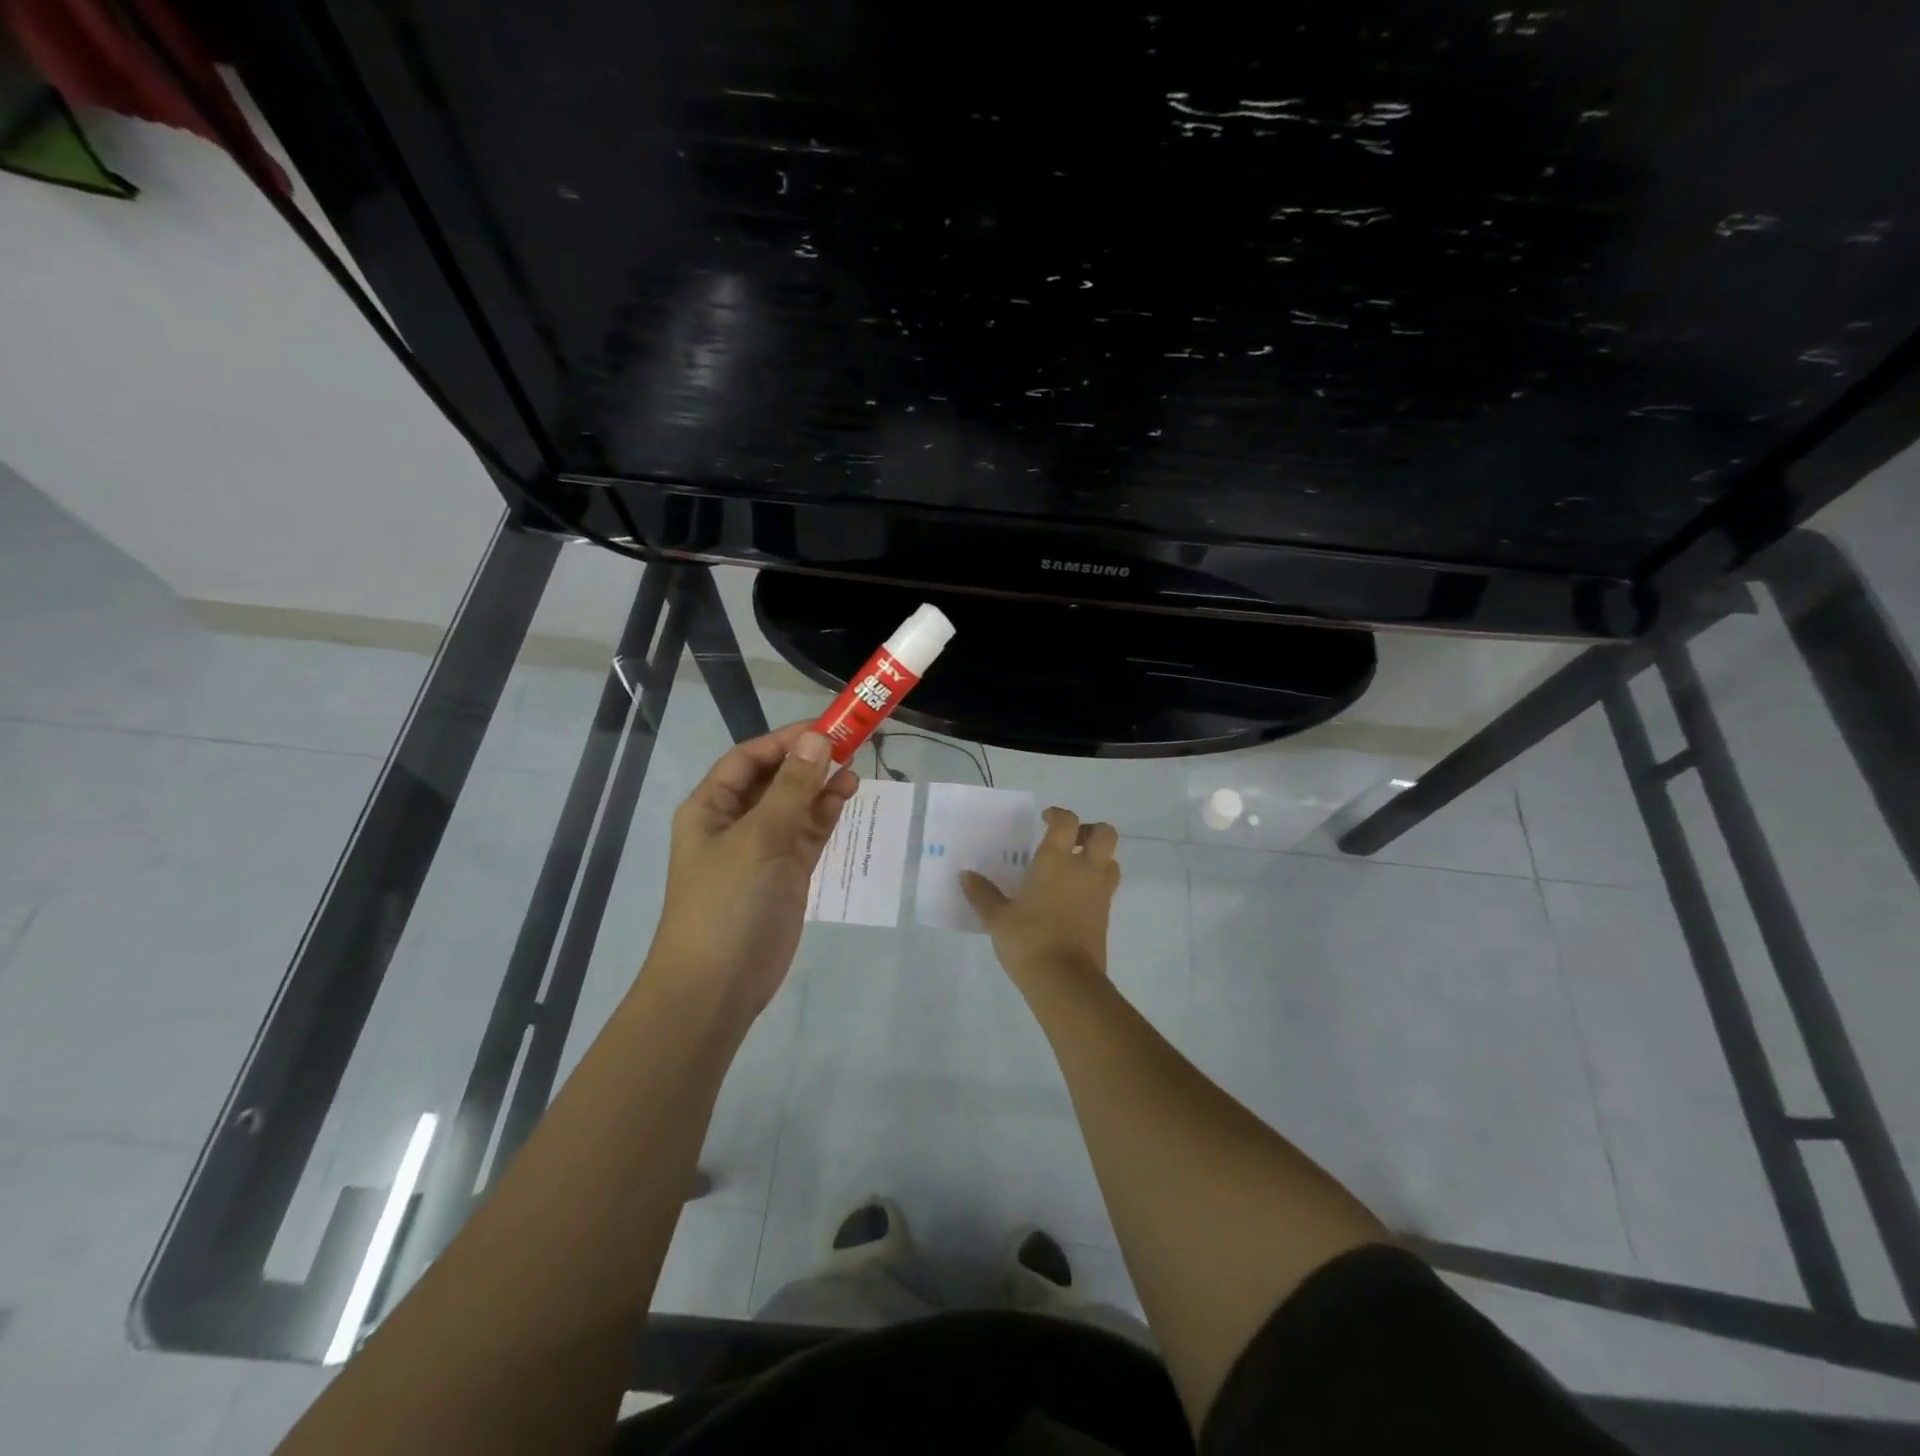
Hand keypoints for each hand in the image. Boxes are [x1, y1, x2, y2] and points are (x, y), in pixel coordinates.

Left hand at [643, 723, 857, 1015]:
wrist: (718, 986)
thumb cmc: (728, 903)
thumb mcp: (760, 838)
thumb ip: (793, 788)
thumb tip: (818, 738)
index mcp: (711, 807)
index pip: (749, 758)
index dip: (786, 739)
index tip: (828, 727)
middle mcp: (735, 822)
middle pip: (774, 778)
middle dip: (808, 760)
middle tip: (851, 743)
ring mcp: (762, 849)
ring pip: (795, 805)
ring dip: (821, 786)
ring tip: (855, 770)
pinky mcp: (785, 874)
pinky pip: (807, 833)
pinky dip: (825, 815)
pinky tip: (846, 798)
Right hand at [961, 807, 1119, 989]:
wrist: (1064, 979)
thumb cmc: (1028, 939)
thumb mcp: (997, 917)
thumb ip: (982, 894)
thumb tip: (966, 876)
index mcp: (1056, 860)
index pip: (1067, 822)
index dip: (1059, 814)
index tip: (1045, 819)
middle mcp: (1084, 869)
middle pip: (1105, 834)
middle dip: (1091, 831)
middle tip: (1070, 841)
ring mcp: (1099, 893)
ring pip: (1111, 861)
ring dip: (1097, 858)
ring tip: (1074, 870)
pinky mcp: (1105, 916)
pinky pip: (1107, 888)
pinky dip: (1095, 885)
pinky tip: (1073, 899)